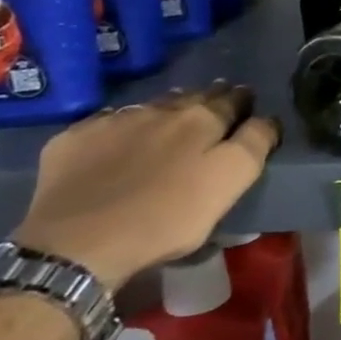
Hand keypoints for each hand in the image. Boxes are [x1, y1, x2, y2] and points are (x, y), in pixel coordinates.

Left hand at [12, 82, 280, 289]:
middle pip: (193, 97)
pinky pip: (107, 123)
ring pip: (151, 106)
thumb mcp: (230, 183)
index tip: (249, 104)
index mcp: (203, 119)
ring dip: (167, 110)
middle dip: (208, 99)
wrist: (78, 242)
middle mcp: (160, 110)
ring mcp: (113, 121)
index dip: (244, 101)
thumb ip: (254, 144)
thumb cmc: (168, 217)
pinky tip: (120, 140)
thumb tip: (266, 120)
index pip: (233, 100)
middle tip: (216, 106)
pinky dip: (122, 127)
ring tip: (172, 120)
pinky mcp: (74, 139)